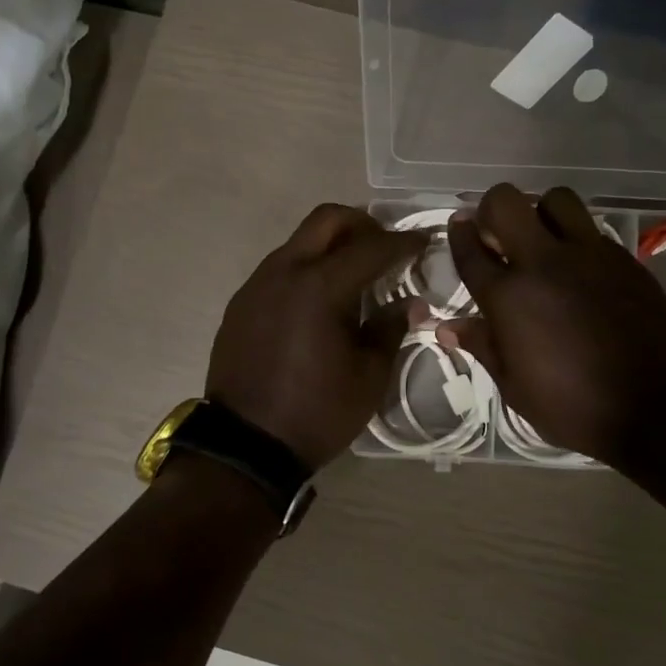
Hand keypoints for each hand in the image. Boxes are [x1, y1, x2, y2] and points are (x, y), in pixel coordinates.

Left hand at [206, 204, 426, 468]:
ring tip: (354, 275)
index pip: (372, 247)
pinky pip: (280, 268)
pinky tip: (319, 301)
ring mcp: (257, 285)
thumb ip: (390, 328)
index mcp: (321, 287)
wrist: (247, 446)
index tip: (424, 242)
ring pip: (300, 241)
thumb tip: (410, 303)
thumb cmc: (317, 412)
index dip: (403, 242)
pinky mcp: (241, 303)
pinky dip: (307, 269)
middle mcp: (285, 272)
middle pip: (327, 219)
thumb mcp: (368, 375)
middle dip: (362, 224)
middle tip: (385, 246)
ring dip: (331, 246)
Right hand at [441, 184, 665, 466]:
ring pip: (557, 199)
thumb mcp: (514, 386)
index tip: (459, 227)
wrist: (653, 407)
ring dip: (542, 213)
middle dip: (494, 209)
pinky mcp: (624, 259)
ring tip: (544, 240)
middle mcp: (544, 263)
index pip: (471, 250)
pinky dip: (578, 239)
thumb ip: (483, 345)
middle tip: (499, 234)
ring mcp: (589, 255)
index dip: (459, 234)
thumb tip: (447, 327)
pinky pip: (593, 230)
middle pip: (507, 202)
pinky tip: (580, 268)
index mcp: (508, 297)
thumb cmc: (571, 407)